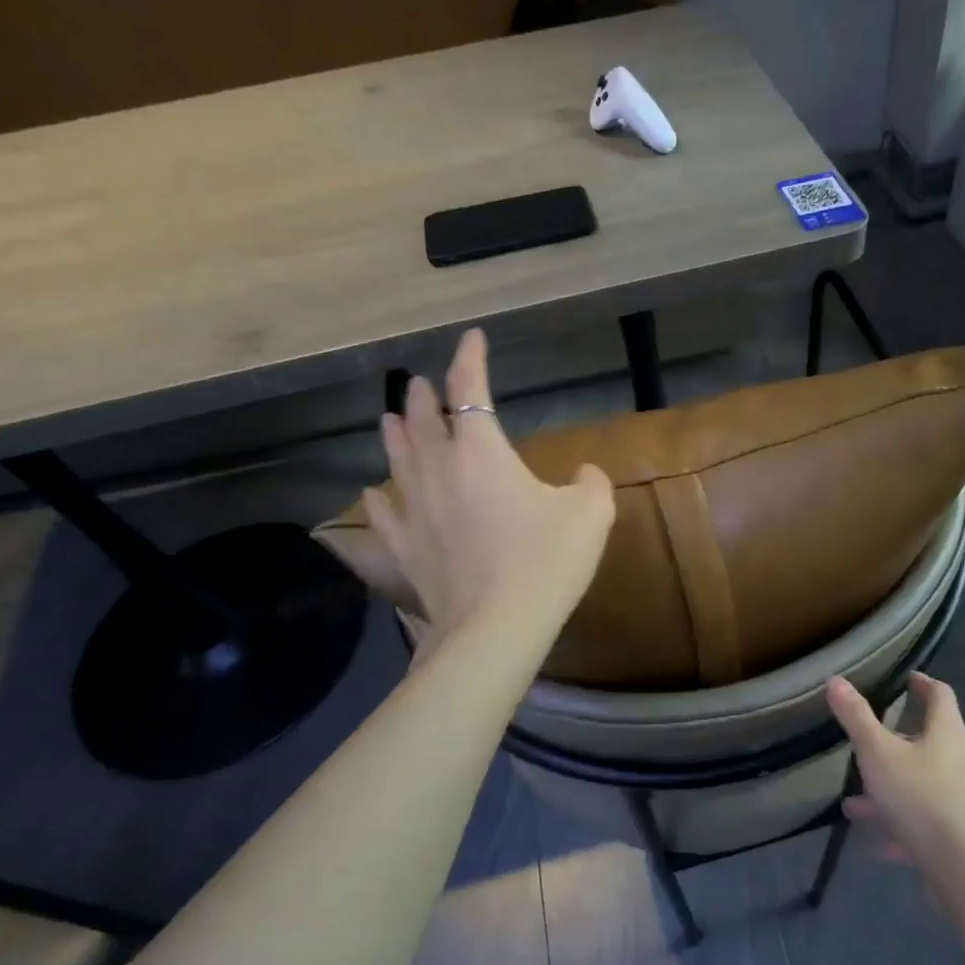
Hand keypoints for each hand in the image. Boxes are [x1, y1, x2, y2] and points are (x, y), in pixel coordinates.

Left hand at [363, 329, 613, 649]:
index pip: (471, 391)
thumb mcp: (591, 513)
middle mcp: (440, 471)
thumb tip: (584, 474)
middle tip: (419, 383)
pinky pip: (386, 514)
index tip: (472, 338)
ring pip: (398, 460)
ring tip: (389, 417)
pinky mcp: (407, 548)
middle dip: (423, 396)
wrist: (497, 626)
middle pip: (423, 421)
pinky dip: (380, 498)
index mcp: (482, 452)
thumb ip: (590, 483)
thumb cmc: (547, 561)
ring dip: (395, 434)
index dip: (471, 360)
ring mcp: (417, 510)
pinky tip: (374, 493)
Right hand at [826, 672, 964, 871]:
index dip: (922, 683)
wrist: (962, 869)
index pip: (940, 695)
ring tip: (854, 797)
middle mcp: (959, 761)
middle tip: (871, 735)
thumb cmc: (920, 796)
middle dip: (899, 737)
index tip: (906, 678)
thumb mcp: (878, 752)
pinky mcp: (954, 832)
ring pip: (920, 782)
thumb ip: (856, 717)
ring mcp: (959, 798)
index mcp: (947, 733)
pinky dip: (895, 822)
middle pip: (931, 739)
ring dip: (890, 784)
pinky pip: (920, 819)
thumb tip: (835, 680)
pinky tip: (870, 839)